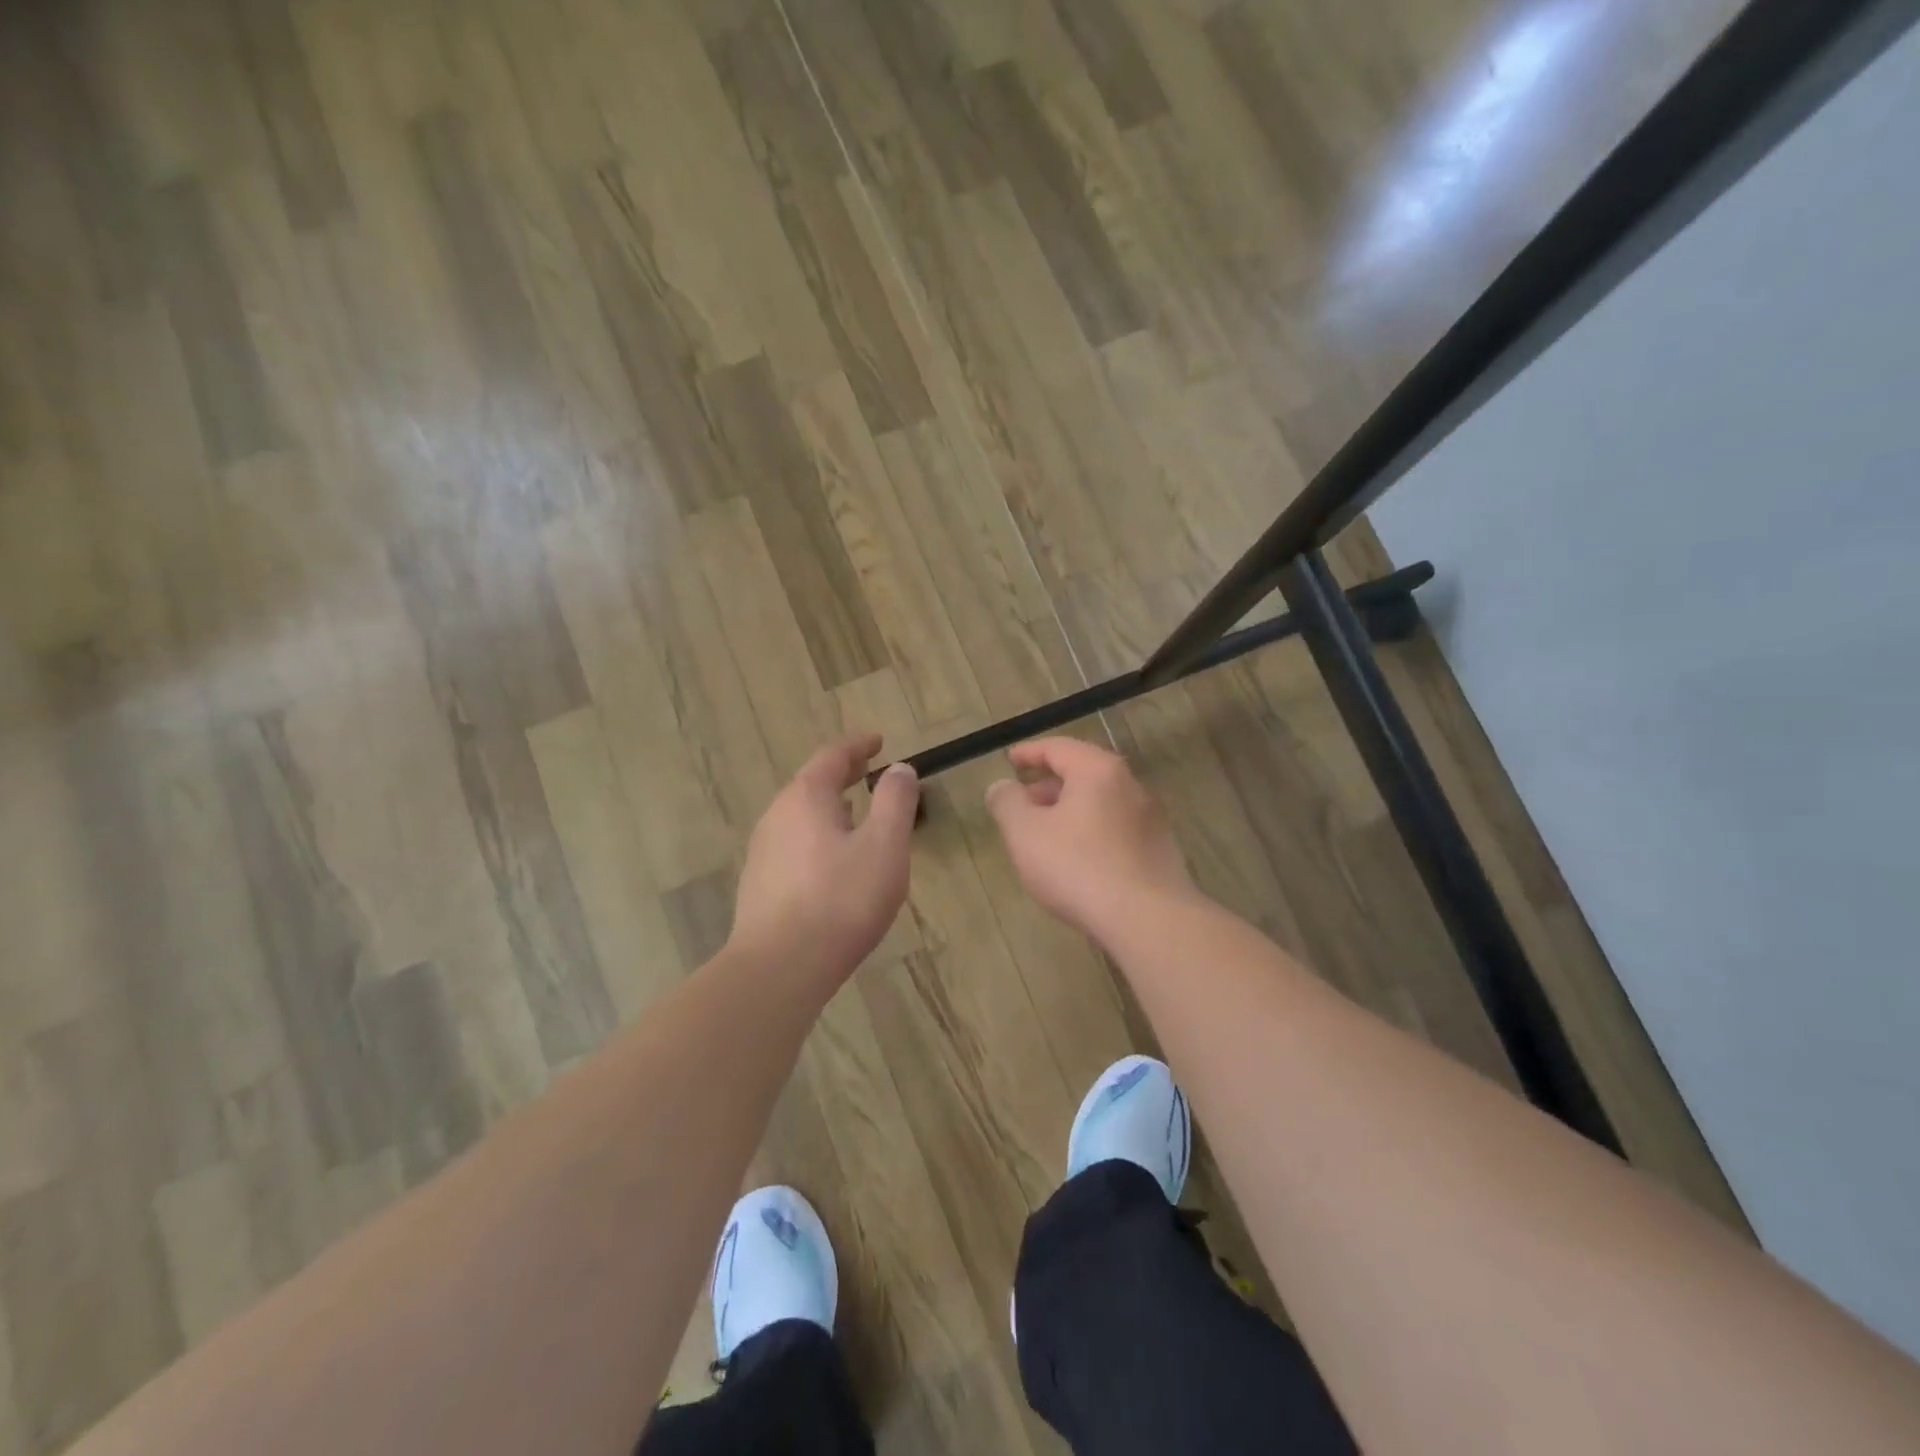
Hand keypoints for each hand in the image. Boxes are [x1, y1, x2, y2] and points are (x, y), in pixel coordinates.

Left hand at [730, 733, 919, 986]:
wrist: (779, 967)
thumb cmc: (841, 899)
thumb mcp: (885, 845)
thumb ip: (895, 801)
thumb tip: (899, 769)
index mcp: (806, 797)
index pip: (833, 756)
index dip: (858, 745)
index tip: (879, 741)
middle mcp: (777, 815)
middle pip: (812, 783)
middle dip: (842, 775)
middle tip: (868, 771)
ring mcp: (763, 851)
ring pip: (801, 816)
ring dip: (830, 807)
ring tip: (856, 813)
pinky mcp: (759, 884)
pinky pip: (794, 844)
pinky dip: (818, 836)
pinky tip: (832, 861)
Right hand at [985, 737, 1194, 939]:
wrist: (1147, 920)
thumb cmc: (1078, 867)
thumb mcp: (1025, 833)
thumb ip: (1007, 803)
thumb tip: (1002, 786)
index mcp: (1097, 770)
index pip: (1058, 748)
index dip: (1029, 753)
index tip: (1010, 761)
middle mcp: (1129, 785)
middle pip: (1083, 773)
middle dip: (1048, 785)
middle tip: (1022, 803)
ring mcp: (1150, 819)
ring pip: (1100, 803)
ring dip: (1069, 811)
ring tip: (1045, 836)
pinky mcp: (1159, 850)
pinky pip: (1116, 829)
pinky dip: (1090, 832)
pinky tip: (1077, 861)